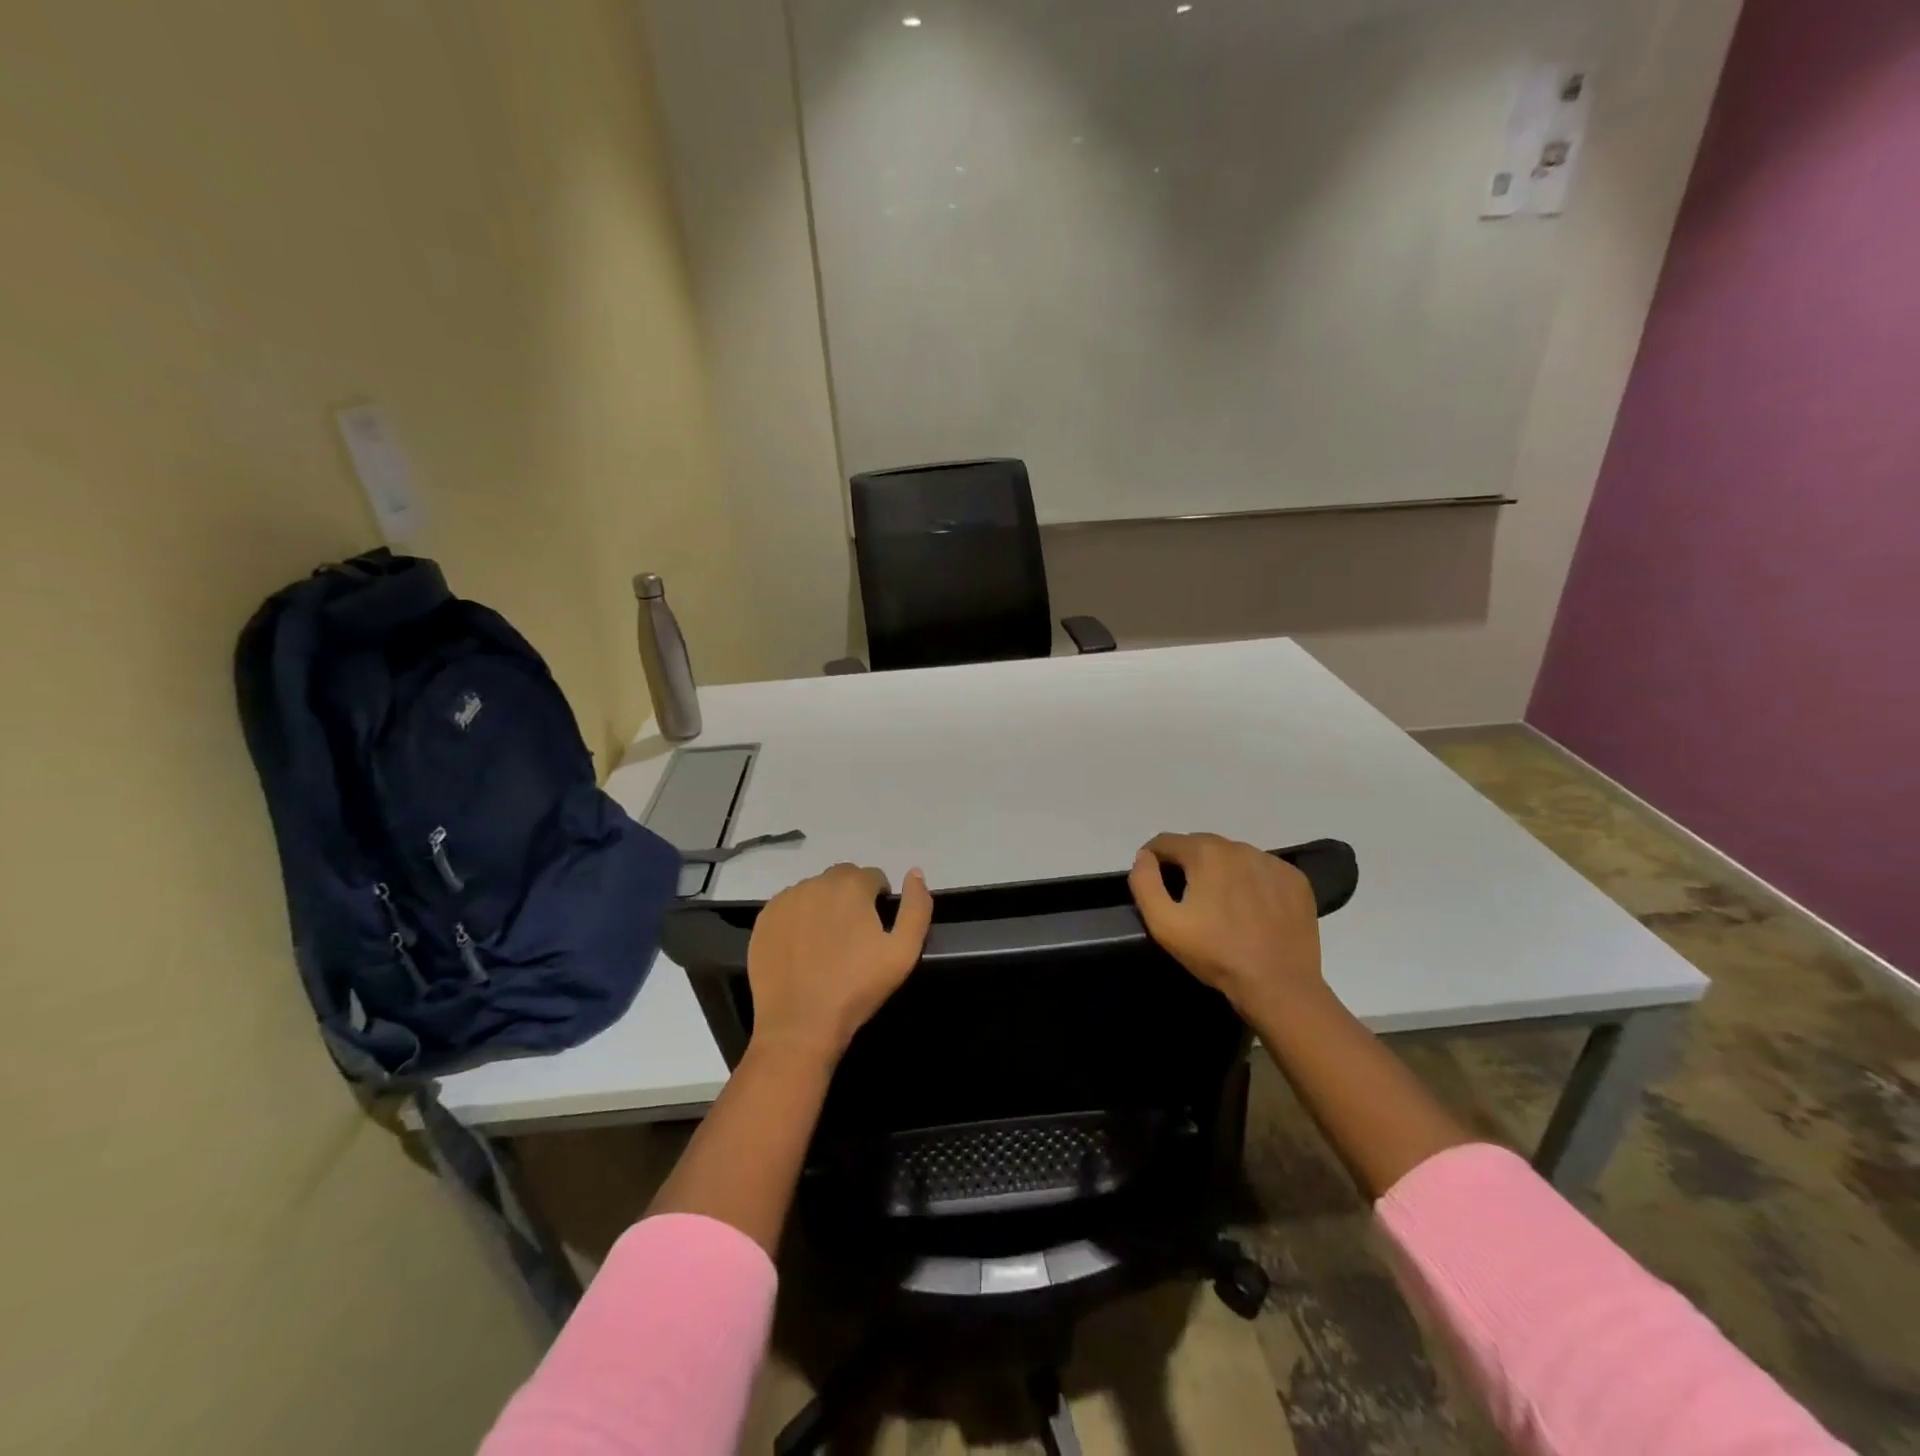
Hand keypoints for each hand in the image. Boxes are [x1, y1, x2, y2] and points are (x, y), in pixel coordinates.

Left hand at [746, 863, 933, 1064]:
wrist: (800, 1024)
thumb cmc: (857, 988)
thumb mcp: (904, 951)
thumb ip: (917, 907)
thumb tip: (915, 872)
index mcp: (851, 885)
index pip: (873, 877)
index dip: (879, 901)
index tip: (876, 930)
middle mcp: (815, 882)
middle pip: (842, 879)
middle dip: (852, 898)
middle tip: (853, 937)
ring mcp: (785, 900)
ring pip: (814, 891)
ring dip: (824, 906)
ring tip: (826, 944)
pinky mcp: (764, 919)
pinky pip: (789, 907)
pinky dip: (799, 919)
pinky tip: (802, 949)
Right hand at [1129, 833, 1323, 1019]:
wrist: (1279, 985)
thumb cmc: (1215, 954)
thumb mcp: (1164, 923)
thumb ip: (1144, 882)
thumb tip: (1144, 856)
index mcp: (1205, 853)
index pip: (1166, 841)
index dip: (1153, 859)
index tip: (1153, 883)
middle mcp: (1239, 847)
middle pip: (1200, 846)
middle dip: (1187, 864)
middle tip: (1187, 898)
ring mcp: (1272, 862)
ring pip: (1233, 857)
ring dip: (1220, 871)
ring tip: (1221, 905)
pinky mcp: (1295, 880)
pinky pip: (1262, 871)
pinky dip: (1251, 882)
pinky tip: (1252, 910)